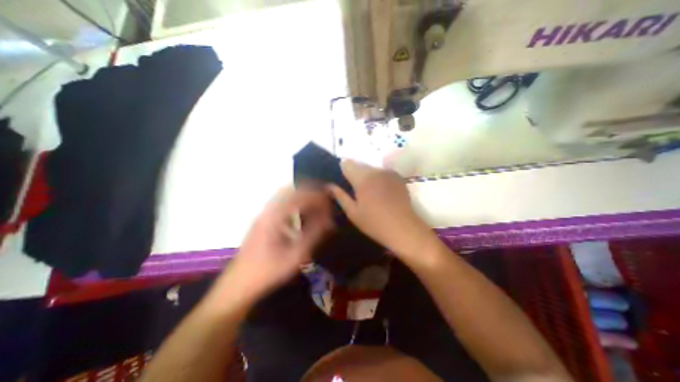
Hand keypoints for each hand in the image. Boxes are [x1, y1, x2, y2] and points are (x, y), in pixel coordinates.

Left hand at [214, 187, 333, 306]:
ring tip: (316, 203)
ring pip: (284, 195)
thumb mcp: (295, 256)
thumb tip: (329, 221)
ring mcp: (263, 214)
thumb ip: (314, 235)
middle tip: (324, 199)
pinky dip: (294, 202)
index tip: (330, 201)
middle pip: (291, 190)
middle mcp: (268, 211)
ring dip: (301, 195)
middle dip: (309, 191)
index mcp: (275, 217)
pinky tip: (301, 213)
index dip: (317, 196)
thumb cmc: (268, 271)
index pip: (300, 197)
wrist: (238, 285)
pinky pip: (280, 203)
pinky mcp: (262, 220)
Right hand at [325, 160, 432, 260]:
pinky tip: (381, 191)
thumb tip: (329, 185)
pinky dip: (378, 178)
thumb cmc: (374, 223)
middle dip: (355, 173)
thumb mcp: (353, 212)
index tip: (342, 180)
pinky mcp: (397, 176)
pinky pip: (382, 172)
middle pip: (359, 165)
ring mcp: (388, 172)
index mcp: (362, 178)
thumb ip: (340, 196)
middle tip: (355, 190)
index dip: (342, 170)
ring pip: (371, 168)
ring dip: (367, 176)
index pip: (347, 164)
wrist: (403, 228)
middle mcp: (375, 170)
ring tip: (368, 192)